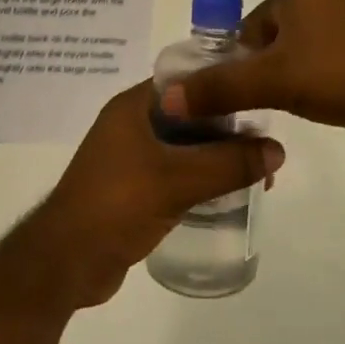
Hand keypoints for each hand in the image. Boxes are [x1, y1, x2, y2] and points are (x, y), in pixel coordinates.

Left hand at [22, 81, 284, 309]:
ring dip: (217, 157)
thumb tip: (278, 149)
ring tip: (258, 173)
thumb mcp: (178, 180)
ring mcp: (129, 158)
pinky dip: (201, 178)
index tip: (260, 99)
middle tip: (265, 147)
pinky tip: (229, 193)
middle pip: (189, 115)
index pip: (186, 81)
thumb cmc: (117, 205)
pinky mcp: (133, 188)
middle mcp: (130, 125)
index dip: (223, 86)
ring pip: (184, 147)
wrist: (66, 261)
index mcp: (133, 107)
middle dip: (227, 129)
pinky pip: (175, 173)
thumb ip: (229, 164)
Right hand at [160, 0, 344, 147]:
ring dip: (285, 42)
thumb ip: (221, 88)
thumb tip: (167, 96)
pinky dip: (314, 53)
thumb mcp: (277, 80)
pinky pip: (336, 35)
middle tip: (240, 62)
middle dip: (260, 22)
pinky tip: (312, 91)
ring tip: (271, 84)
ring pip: (311, 16)